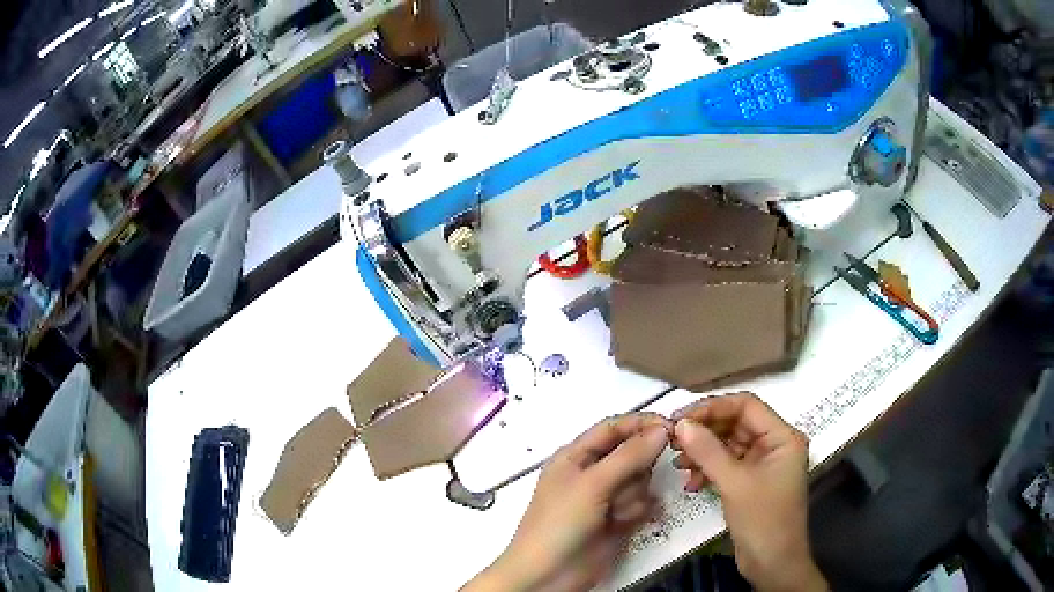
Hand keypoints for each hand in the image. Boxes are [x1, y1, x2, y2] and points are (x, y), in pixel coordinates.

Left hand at [464, 413, 670, 591]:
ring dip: (633, 495)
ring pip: (640, 480)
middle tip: (628, 484)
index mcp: (575, 455)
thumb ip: (629, 456)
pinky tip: (623, 523)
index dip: (641, 424)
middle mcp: (592, 472)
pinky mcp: (617, 519)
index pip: (614, 427)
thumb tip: (663, 428)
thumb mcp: (591, 485)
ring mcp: (605, 497)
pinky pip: (640, 503)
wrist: (549, 576)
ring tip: (615, 513)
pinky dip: (636, 511)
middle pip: (632, 454)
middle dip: (636, 469)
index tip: (672, 428)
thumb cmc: (561, 523)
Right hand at [671, 392, 825, 591]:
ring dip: (703, 452)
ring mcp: (763, 464)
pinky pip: (727, 465)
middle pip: (736, 424)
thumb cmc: (762, 519)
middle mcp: (774, 444)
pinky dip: (708, 470)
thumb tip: (680, 424)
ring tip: (678, 463)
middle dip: (705, 431)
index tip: (680, 417)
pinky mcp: (751, 482)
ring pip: (728, 445)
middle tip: (672, 440)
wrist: (772, 564)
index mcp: (782, 436)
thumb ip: (708, 451)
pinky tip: (691, 482)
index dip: (713, 407)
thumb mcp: (735, 483)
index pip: (746, 406)